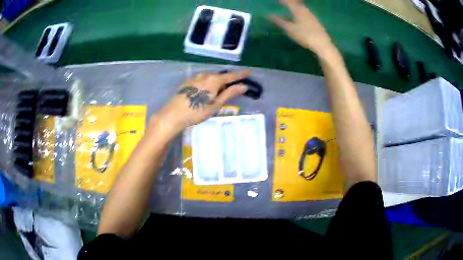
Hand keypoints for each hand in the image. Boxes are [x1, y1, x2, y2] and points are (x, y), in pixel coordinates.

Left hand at [154, 70, 250, 134]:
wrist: (173, 114)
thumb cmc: (197, 111)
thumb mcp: (216, 104)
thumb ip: (229, 93)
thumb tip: (244, 86)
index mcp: (214, 80)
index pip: (231, 76)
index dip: (240, 75)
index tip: (248, 72)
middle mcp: (205, 75)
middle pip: (219, 76)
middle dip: (226, 80)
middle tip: (231, 88)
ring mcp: (195, 77)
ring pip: (209, 77)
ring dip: (216, 82)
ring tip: (217, 92)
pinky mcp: (187, 81)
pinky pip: (201, 79)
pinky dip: (207, 83)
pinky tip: (204, 92)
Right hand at [270, 0, 334, 57]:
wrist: (322, 44)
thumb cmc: (305, 36)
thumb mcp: (290, 29)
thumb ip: (279, 21)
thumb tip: (268, 15)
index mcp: (298, 11)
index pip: (288, 2)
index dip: (283, 1)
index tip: (278, 1)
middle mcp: (305, 11)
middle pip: (296, 3)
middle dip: (290, 2)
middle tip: (284, 3)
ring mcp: (312, 16)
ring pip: (302, 8)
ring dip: (296, 6)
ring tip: (291, 8)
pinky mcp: (316, 21)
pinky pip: (306, 12)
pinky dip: (300, 11)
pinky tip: (300, 16)